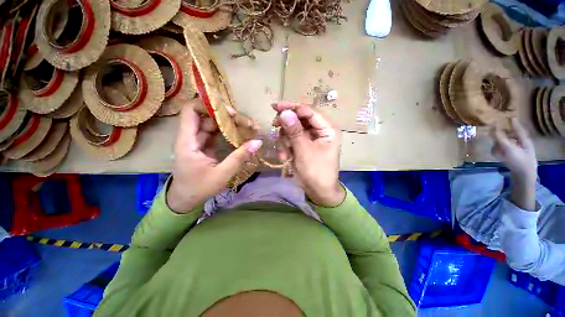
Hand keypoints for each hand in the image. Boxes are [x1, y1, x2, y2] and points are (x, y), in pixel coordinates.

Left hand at [167, 100, 262, 213]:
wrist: (185, 200)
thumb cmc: (199, 188)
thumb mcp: (222, 174)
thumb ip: (239, 157)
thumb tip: (258, 142)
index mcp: (187, 141)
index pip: (191, 111)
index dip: (208, 105)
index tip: (229, 112)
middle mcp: (190, 137)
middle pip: (205, 117)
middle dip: (224, 116)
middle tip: (244, 121)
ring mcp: (196, 142)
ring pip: (211, 125)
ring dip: (227, 124)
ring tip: (245, 127)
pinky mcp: (203, 147)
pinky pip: (214, 134)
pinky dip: (226, 133)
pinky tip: (238, 135)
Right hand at [272, 102, 344, 206]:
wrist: (318, 191)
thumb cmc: (316, 172)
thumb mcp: (304, 151)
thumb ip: (294, 131)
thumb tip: (284, 112)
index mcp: (327, 128)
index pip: (309, 111)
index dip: (292, 107)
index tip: (275, 107)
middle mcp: (320, 130)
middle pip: (300, 118)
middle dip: (287, 125)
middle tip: (274, 125)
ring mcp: (311, 137)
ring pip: (293, 128)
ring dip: (285, 139)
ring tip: (285, 153)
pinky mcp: (304, 144)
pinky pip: (292, 138)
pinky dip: (286, 146)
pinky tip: (285, 157)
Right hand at [492, 118, 536, 210]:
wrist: (523, 178)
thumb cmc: (519, 161)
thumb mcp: (509, 149)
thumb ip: (500, 138)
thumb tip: (493, 128)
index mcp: (525, 141)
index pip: (519, 130)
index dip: (515, 124)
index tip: (511, 118)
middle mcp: (523, 146)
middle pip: (511, 138)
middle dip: (502, 137)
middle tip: (495, 135)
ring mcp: (519, 154)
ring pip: (507, 145)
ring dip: (500, 146)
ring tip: (495, 150)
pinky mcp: (514, 160)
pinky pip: (506, 153)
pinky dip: (500, 153)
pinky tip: (498, 156)